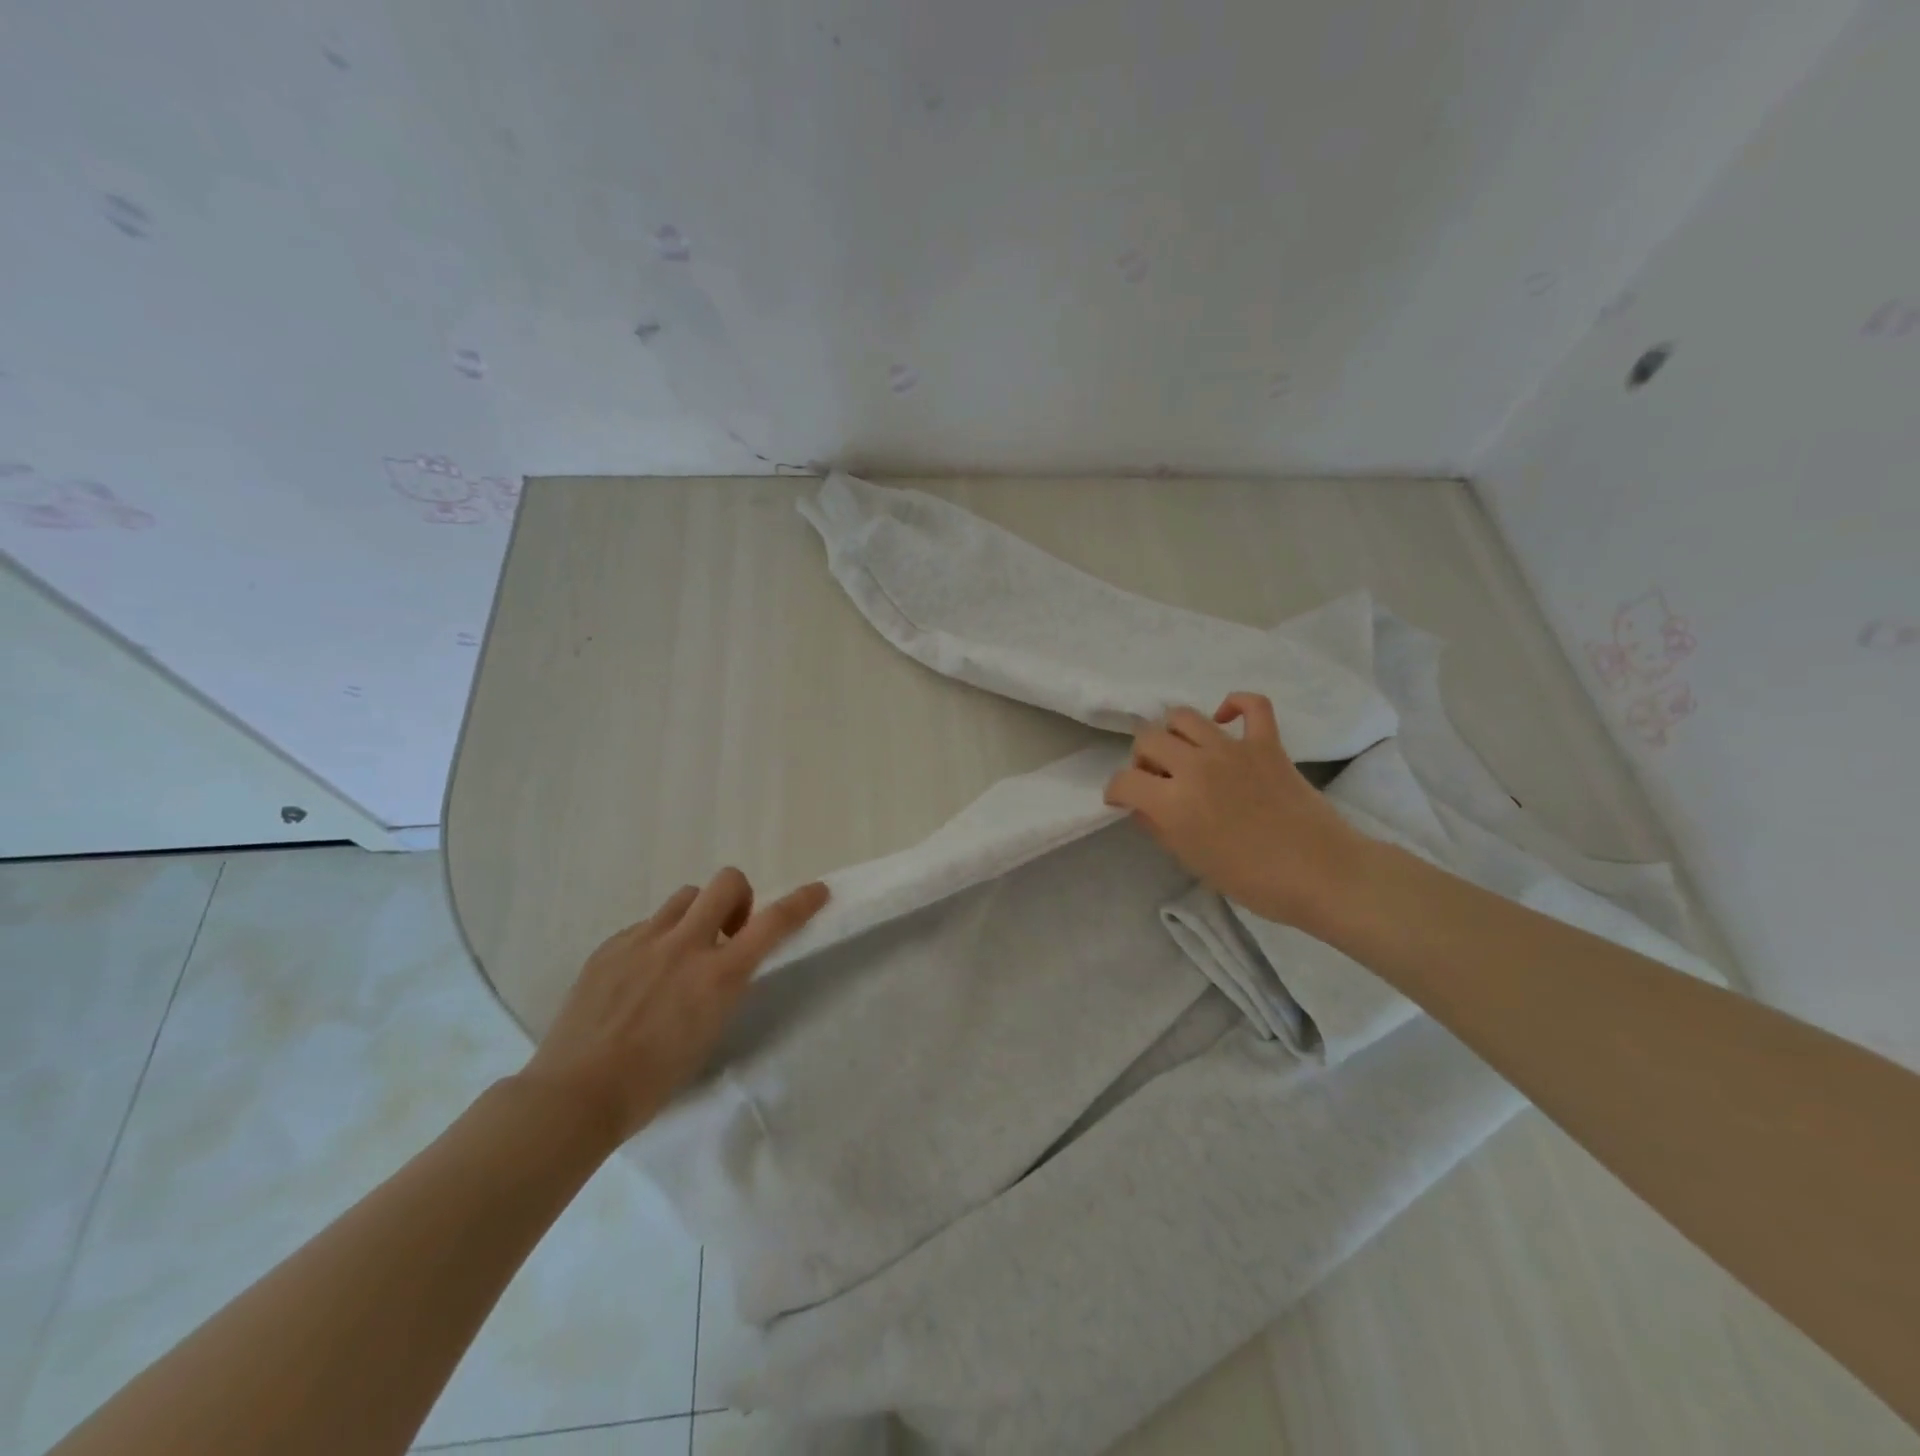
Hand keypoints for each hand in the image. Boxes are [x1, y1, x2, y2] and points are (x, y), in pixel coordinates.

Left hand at [516, 868, 828, 1147]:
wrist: (575, 1094)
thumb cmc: (652, 1081)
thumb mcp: (709, 1032)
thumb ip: (723, 986)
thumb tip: (724, 962)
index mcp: (718, 975)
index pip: (773, 923)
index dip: (801, 902)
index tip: (817, 890)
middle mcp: (685, 945)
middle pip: (726, 882)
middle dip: (739, 896)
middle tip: (729, 930)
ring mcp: (643, 940)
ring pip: (685, 896)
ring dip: (696, 914)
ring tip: (681, 952)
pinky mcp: (610, 945)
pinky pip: (647, 924)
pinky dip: (657, 938)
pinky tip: (640, 975)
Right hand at [1104, 692, 1368, 929]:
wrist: (1320, 874)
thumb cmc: (1251, 880)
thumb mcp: (1191, 861)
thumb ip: (1159, 828)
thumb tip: (1143, 807)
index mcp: (1173, 802)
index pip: (1124, 781)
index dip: (1116, 791)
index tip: (1122, 800)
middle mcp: (1195, 766)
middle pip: (1148, 739)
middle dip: (1142, 758)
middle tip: (1155, 778)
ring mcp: (1232, 749)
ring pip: (1184, 716)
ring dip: (1174, 732)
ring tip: (1184, 752)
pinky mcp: (1266, 743)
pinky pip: (1252, 704)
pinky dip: (1235, 704)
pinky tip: (1225, 720)